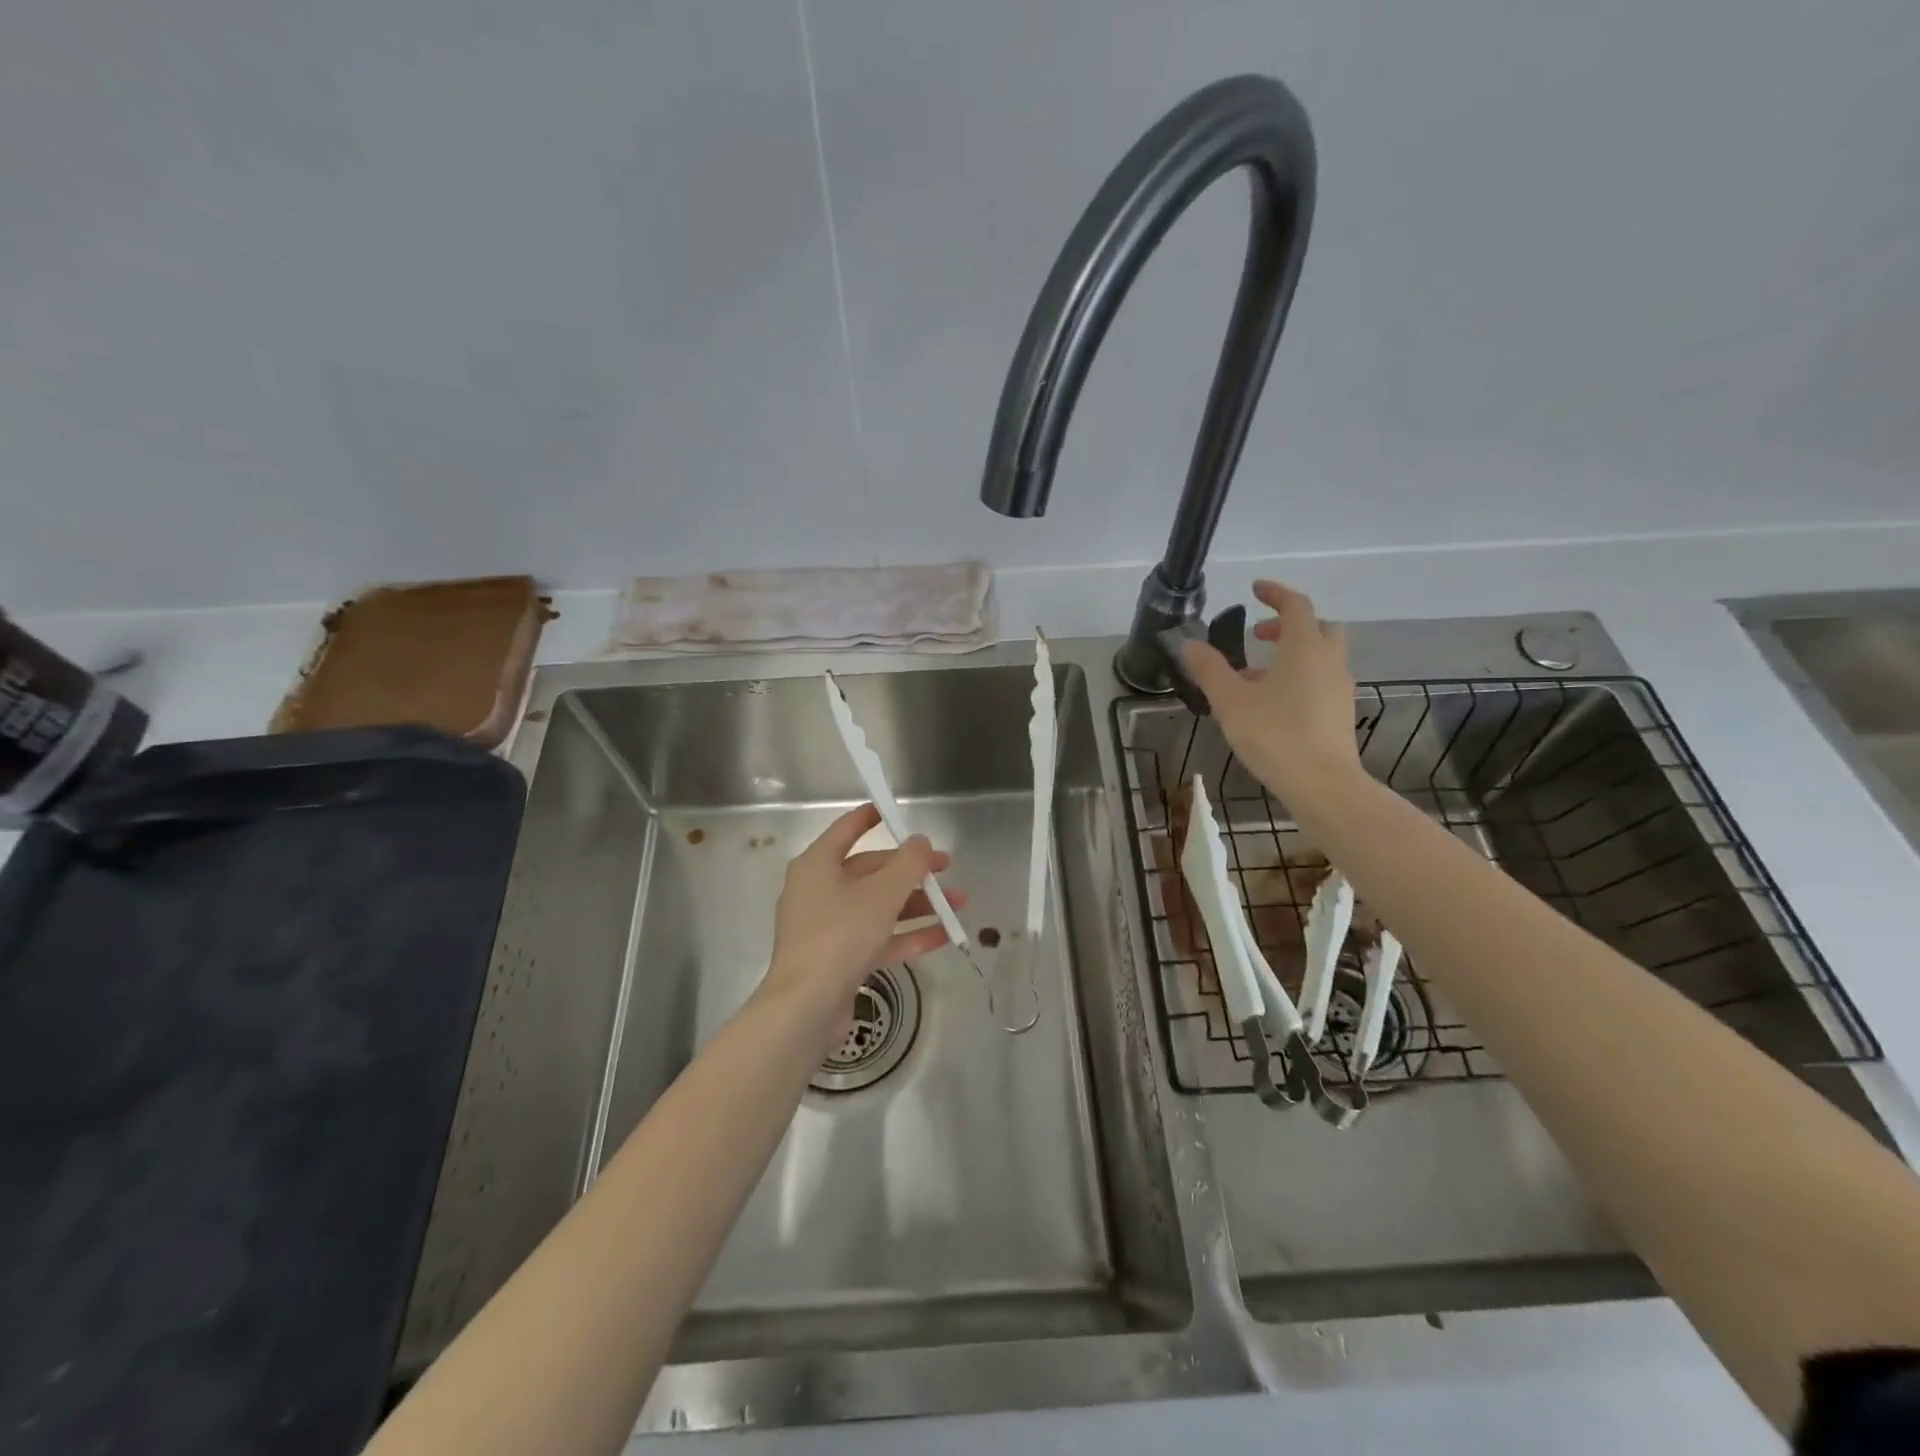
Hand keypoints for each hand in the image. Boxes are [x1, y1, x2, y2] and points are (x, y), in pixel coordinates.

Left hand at [763, 803, 965, 1010]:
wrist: (806, 1007)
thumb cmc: (840, 935)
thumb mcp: (882, 893)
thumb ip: (909, 863)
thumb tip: (921, 841)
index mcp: (818, 865)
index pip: (846, 830)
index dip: (870, 817)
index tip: (893, 810)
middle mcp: (819, 891)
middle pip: (870, 871)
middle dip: (911, 871)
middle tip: (946, 869)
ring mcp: (828, 927)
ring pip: (878, 906)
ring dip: (917, 904)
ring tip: (958, 904)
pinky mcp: (838, 959)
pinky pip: (878, 937)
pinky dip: (907, 934)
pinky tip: (943, 935)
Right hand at [1183, 580, 1361, 798]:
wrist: (1322, 784)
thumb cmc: (1274, 734)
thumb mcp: (1231, 701)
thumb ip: (1210, 670)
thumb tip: (1189, 645)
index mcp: (1305, 648)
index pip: (1296, 606)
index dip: (1276, 593)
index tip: (1256, 589)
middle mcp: (1329, 661)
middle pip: (1318, 628)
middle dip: (1289, 625)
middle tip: (1260, 634)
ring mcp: (1339, 688)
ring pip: (1320, 657)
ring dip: (1292, 655)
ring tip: (1256, 676)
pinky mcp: (1341, 713)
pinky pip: (1321, 681)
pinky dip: (1300, 678)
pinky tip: (1274, 703)